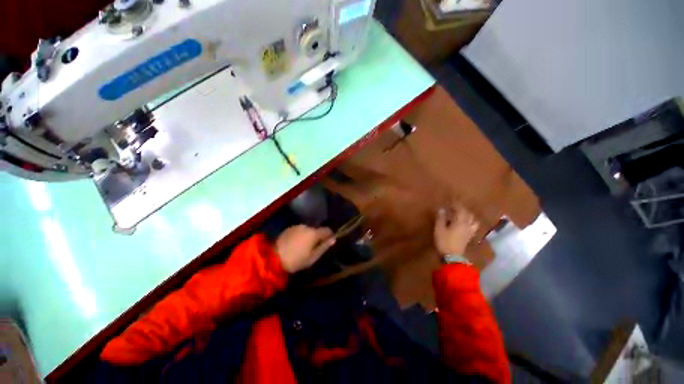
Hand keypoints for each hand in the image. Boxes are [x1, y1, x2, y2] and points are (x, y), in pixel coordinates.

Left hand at [276, 225, 335, 272]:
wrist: (273, 259)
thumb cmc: (296, 260)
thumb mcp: (313, 257)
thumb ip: (324, 247)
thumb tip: (333, 239)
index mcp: (314, 233)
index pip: (327, 230)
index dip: (330, 235)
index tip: (329, 241)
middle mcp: (306, 226)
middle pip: (317, 229)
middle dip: (318, 236)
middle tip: (315, 247)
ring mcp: (297, 226)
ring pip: (308, 229)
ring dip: (309, 235)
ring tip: (305, 246)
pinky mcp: (289, 228)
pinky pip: (300, 230)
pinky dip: (301, 235)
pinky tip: (297, 243)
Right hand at [434, 203, 479, 256]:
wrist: (452, 256)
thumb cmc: (444, 241)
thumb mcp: (439, 229)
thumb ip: (441, 218)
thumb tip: (442, 209)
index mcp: (460, 222)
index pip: (460, 210)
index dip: (456, 204)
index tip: (451, 200)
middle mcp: (467, 225)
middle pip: (468, 214)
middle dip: (462, 209)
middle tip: (455, 207)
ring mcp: (470, 232)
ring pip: (473, 220)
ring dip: (468, 215)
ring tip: (462, 214)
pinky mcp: (469, 237)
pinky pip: (473, 227)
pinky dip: (470, 222)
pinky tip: (465, 223)